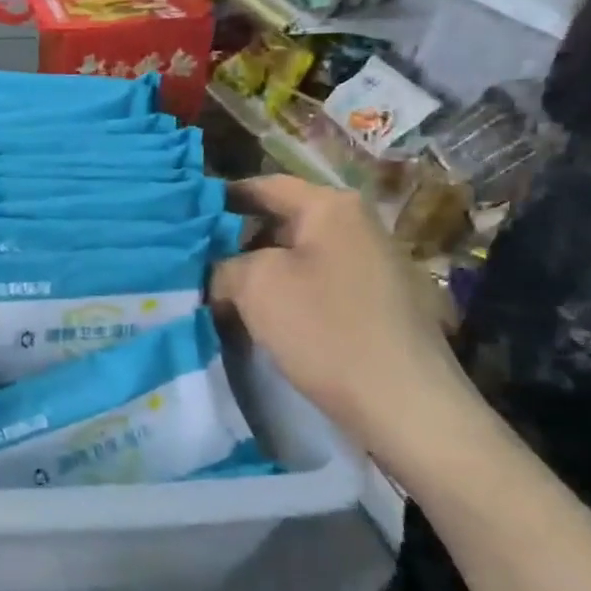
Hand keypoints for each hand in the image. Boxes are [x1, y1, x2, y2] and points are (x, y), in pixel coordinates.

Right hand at [210, 176, 468, 447]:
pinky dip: (286, 294)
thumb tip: (221, 271)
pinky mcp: (377, 302)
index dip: (221, 198)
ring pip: (297, 256)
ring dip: (259, 273)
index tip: (186, 218)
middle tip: (198, 265)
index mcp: (330, 207)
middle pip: (280, 221)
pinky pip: (317, 283)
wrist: (405, 404)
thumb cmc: (326, 330)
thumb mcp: (255, 286)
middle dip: (236, 242)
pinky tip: (263, 320)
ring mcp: (372, 264)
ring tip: (223, 297)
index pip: (263, 185)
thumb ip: (224, 265)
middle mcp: (357, 225)